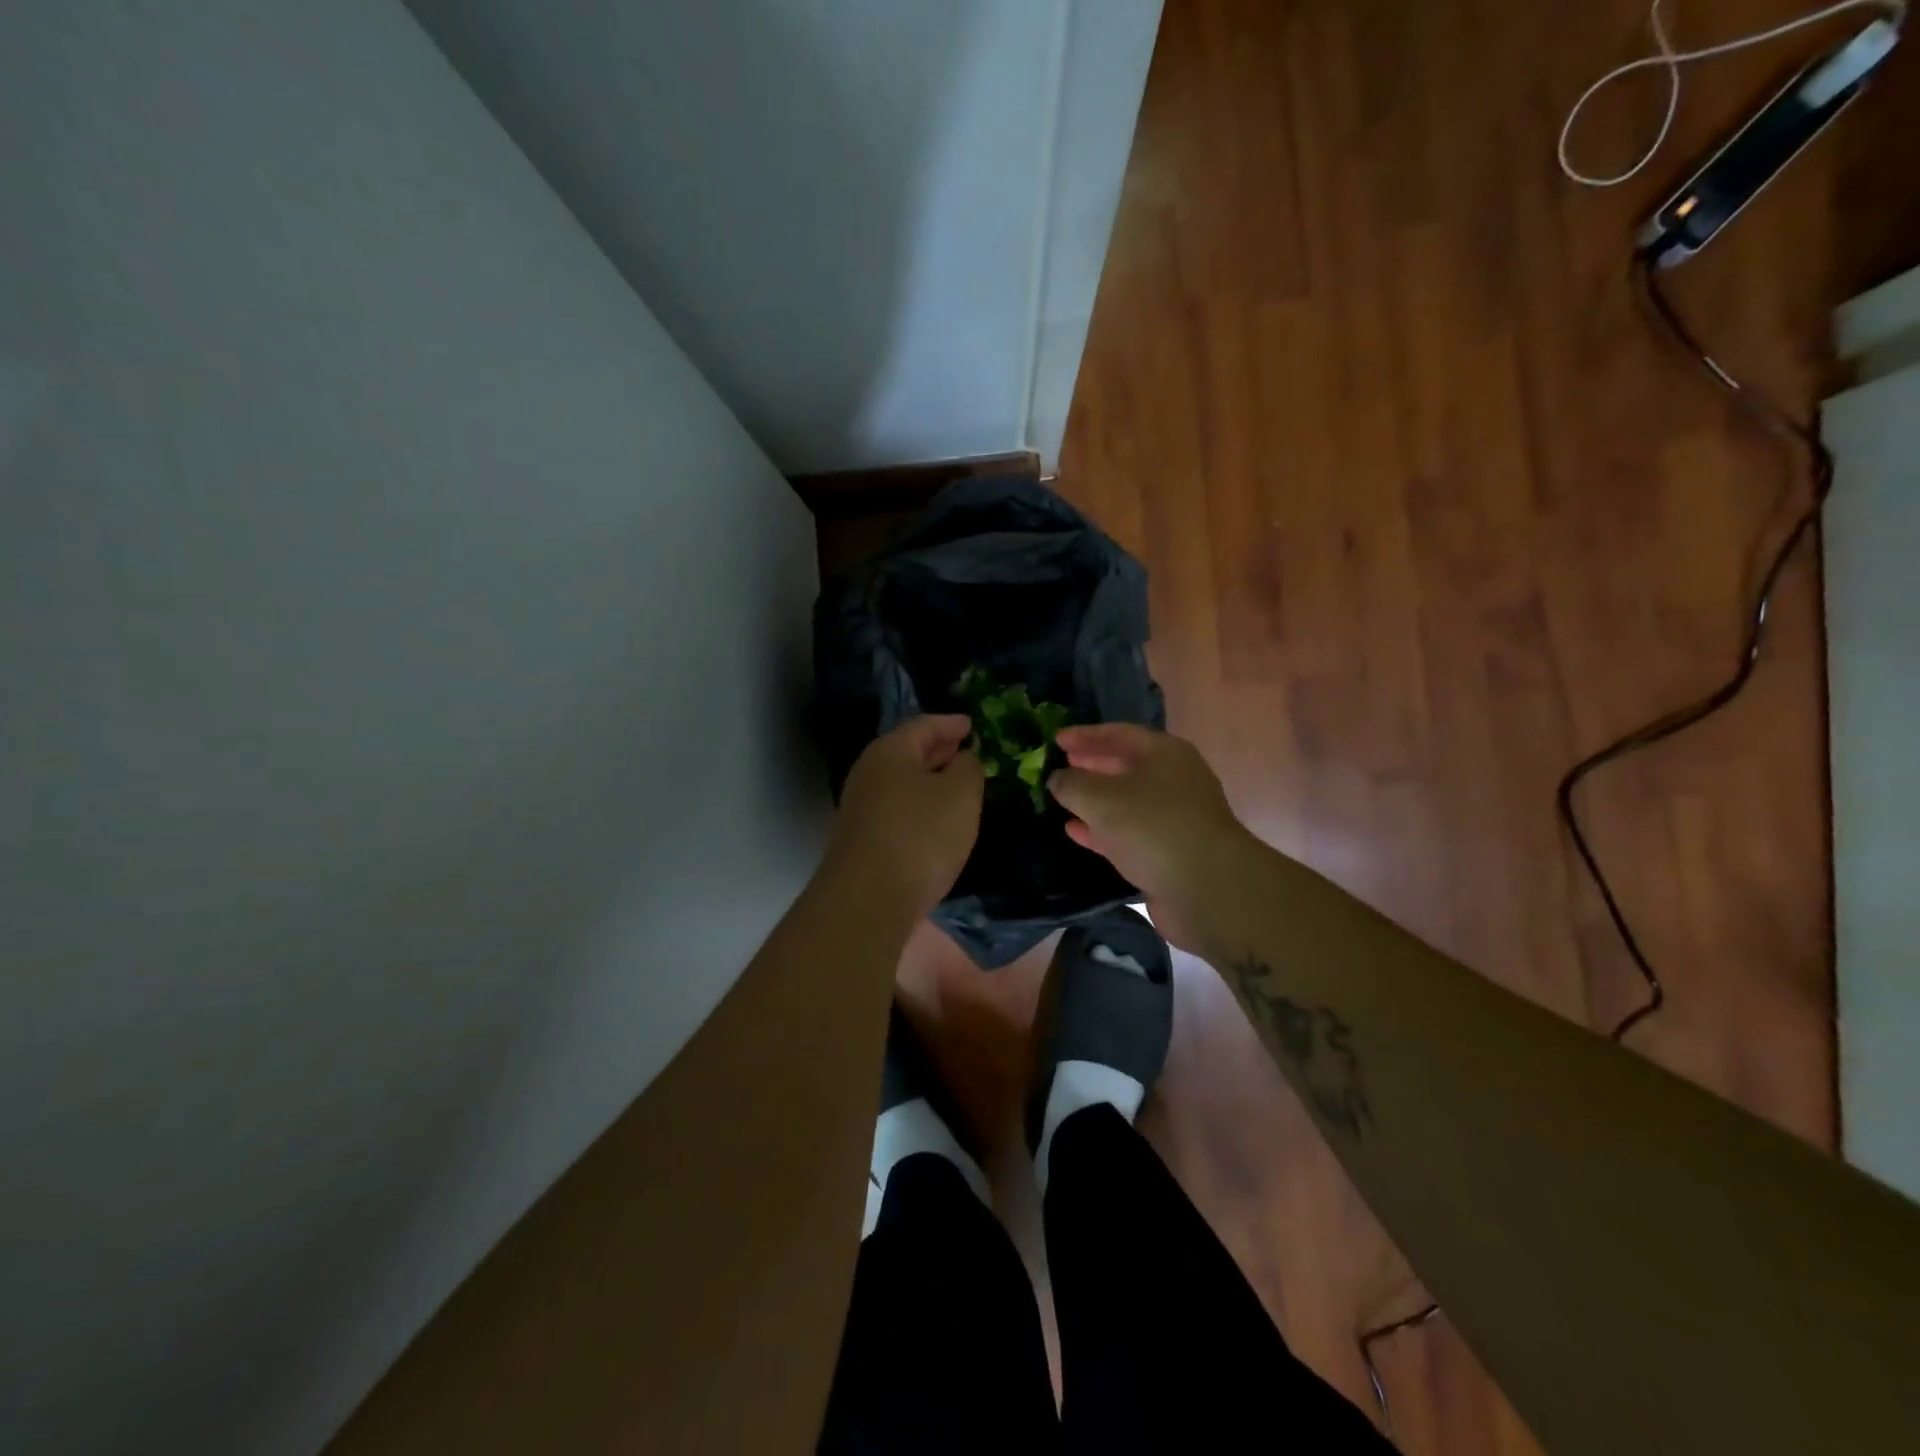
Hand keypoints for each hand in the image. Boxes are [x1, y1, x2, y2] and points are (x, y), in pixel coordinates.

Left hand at [830, 715, 984, 915]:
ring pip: (902, 784)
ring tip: (958, 786)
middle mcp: (869, 774)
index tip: (972, 724)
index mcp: (890, 751)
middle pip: (908, 753)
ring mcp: (862, 809)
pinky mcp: (863, 841)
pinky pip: (898, 811)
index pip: (924, 725)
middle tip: (967, 750)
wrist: (868, 901)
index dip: (951, 723)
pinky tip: (938, 822)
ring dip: (930, 782)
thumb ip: (968, 768)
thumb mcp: (960, 794)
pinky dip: (920, 808)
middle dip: (939, 751)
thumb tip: (963, 759)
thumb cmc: (920, 835)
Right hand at [1048, 723, 1255, 951]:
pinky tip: (1076, 832)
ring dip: (1095, 800)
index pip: (1118, 734)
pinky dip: (1102, 829)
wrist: (1207, 888)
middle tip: (1060, 767)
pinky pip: (1130, 832)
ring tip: (1063, 800)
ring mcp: (1175, 817)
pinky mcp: (1171, 851)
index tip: (1055, 740)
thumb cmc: (1152, 827)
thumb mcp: (1100, 798)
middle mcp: (1174, 780)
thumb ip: (1072, 784)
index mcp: (1164, 753)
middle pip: (1125, 766)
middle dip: (1091, 766)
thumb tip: (1058, 779)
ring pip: (1127, 801)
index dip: (1085, 735)